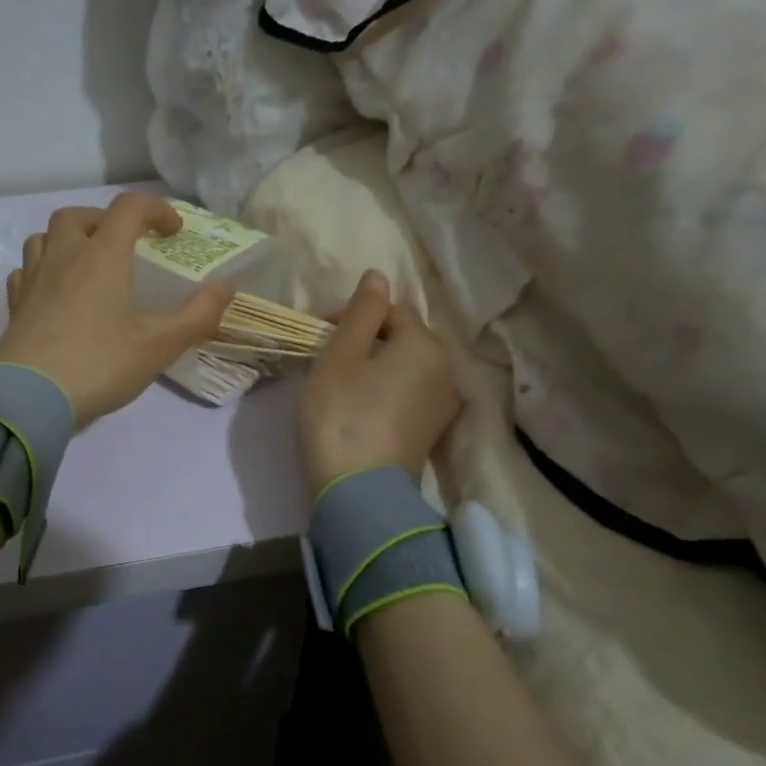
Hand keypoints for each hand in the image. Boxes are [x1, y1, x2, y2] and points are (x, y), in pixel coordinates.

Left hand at [0, 192, 233, 425]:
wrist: (27, 400)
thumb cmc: (98, 366)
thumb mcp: (158, 346)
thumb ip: (198, 315)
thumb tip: (227, 287)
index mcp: (102, 258)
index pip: (128, 208)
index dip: (155, 209)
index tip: (173, 232)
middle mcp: (64, 258)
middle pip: (77, 216)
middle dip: (105, 220)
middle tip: (124, 244)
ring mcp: (32, 280)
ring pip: (44, 238)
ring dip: (68, 239)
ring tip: (87, 264)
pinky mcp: (14, 306)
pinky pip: (25, 271)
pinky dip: (43, 269)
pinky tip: (54, 292)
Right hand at [299, 270, 461, 494]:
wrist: (360, 490)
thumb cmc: (342, 413)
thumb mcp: (341, 355)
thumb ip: (360, 312)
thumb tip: (379, 275)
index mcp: (425, 345)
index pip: (391, 311)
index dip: (353, 314)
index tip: (319, 331)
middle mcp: (446, 369)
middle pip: (404, 339)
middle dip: (367, 339)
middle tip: (328, 355)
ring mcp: (444, 404)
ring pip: (407, 367)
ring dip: (377, 365)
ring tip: (342, 380)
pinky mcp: (433, 432)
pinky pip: (410, 394)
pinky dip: (387, 390)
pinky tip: (361, 406)